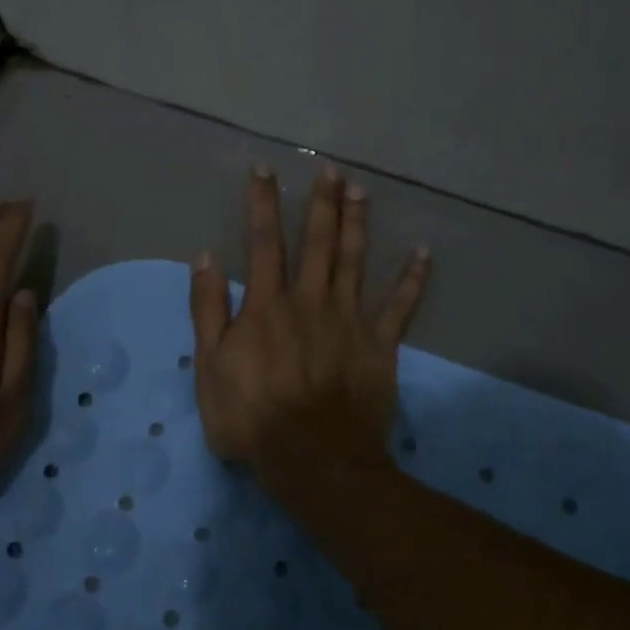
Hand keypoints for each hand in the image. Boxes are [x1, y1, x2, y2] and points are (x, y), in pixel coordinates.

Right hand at [189, 166, 429, 471]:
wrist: (313, 459)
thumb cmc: (252, 417)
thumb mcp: (209, 366)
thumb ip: (208, 309)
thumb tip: (205, 258)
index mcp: (267, 305)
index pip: (264, 242)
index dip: (263, 204)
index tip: (265, 170)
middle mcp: (310, 301)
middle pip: (318, 243)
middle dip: (322, 203)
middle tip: (330, 170)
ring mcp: (349, 320)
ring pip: (355, 261)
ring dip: (358, 224)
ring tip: (361, 191)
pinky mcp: (380, 345)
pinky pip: (401, 306)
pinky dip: (413, 279)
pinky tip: (424, 253)